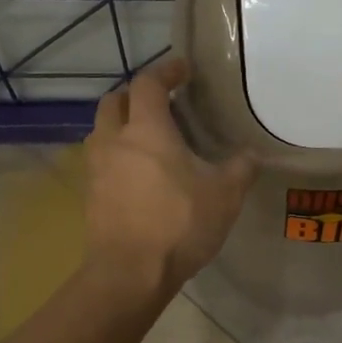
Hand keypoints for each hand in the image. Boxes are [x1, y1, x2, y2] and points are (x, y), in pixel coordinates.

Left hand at [84, 58, 256, 293]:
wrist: (129, 274)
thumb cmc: (179, 224)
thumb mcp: (224, 195)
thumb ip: (240, 169)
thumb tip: (251, 155)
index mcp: (147, 130)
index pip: (148, 84)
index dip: (166, 71)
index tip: (182, 69)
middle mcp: (114, 140)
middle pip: (114, 101)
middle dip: (135, 95)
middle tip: (160, 102)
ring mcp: (96, 169)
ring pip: (102, 131)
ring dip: (121, 124)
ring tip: (147, 137)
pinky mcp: (90, 195)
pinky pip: (101, 160)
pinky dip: (117, 154)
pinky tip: (138, 173)